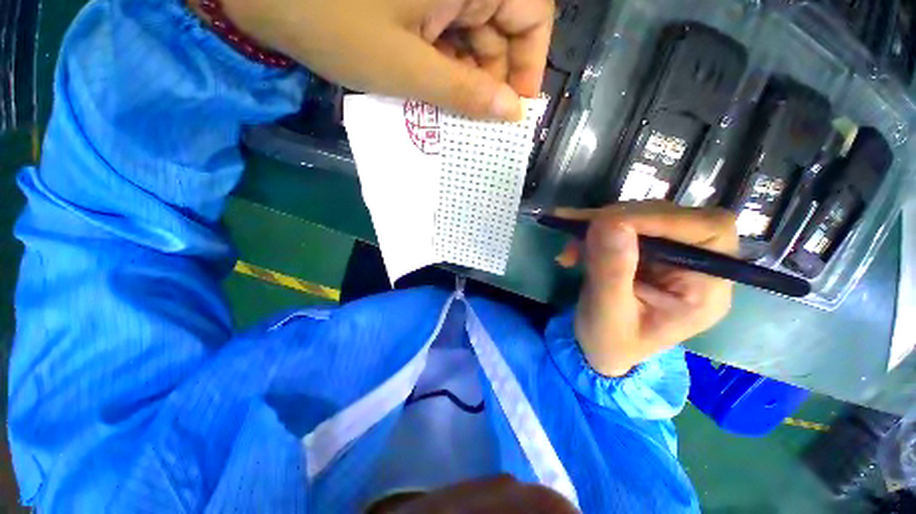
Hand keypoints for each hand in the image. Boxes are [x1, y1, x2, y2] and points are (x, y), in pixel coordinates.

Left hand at [207, 0, 554, 119]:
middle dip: (494, 83)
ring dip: (468, 84)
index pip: (532, 15)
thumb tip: (511, 114)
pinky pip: (448, 41)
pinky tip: (437, 101)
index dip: (530, 66)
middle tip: (483, 129)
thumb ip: (465, 93)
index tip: (516, 111)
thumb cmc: (332, 21)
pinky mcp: (417, 4)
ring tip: (458, 124)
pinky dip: (447, 73)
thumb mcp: (407, 68)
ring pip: (473, 41)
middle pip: (501, 32)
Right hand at [556, 202, 737, 376]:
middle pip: (673, 217)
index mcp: (705, 291)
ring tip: (570, 248)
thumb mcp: (607, 314)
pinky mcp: (647, 250)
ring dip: (600, 224)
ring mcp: (671, 255)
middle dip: (620, 220)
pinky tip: (572, 242)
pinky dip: (594, 228)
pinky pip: (623, 224)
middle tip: (578, 230)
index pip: (709, 231)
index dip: (662, 218)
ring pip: (643, 216)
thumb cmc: (608, 342)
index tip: (608, 222)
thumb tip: (609, 222)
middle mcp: (697, 266)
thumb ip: (611, 271)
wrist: (600, 348)